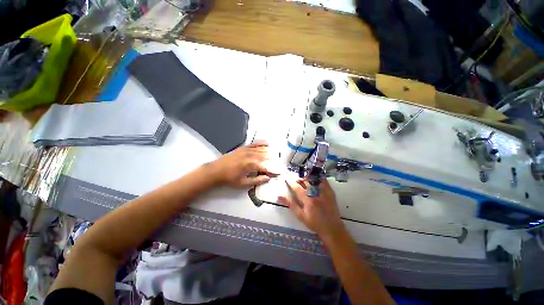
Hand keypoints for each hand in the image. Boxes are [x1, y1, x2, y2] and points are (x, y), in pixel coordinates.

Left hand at [206, 142, 275, 187]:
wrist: (216, 171)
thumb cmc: (229, 179)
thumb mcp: (243, 183)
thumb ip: (257, 180)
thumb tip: (268, 178)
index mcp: (251, 165)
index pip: (265, 167)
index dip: (272, 171)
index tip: (277, 173)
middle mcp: (250, 156)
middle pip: (265, 156)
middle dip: (272, 159)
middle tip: (278, 162)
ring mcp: (246, 150)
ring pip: (260, 149)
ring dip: (269, 151)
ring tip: (275, 153)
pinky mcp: (242, 148)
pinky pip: (253, 144)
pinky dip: (260, 143)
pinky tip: (266, 143)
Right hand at [278, 179, 346, 241]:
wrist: (332, 229)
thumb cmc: (314, 224)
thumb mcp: (301, 216)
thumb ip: (291, 205)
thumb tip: (279, 196)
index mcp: (308, 200)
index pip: (297, 188)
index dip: (291, 182)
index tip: (286, 178)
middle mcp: (316, 194)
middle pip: (305, 182)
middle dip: (299, 179)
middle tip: (296, 180)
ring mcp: (324, 192)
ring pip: (314, 180)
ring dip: (307, 178)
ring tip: (304, 180)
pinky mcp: (330, 192)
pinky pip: (324, 181)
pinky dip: (318, 178)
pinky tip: (315, 179)